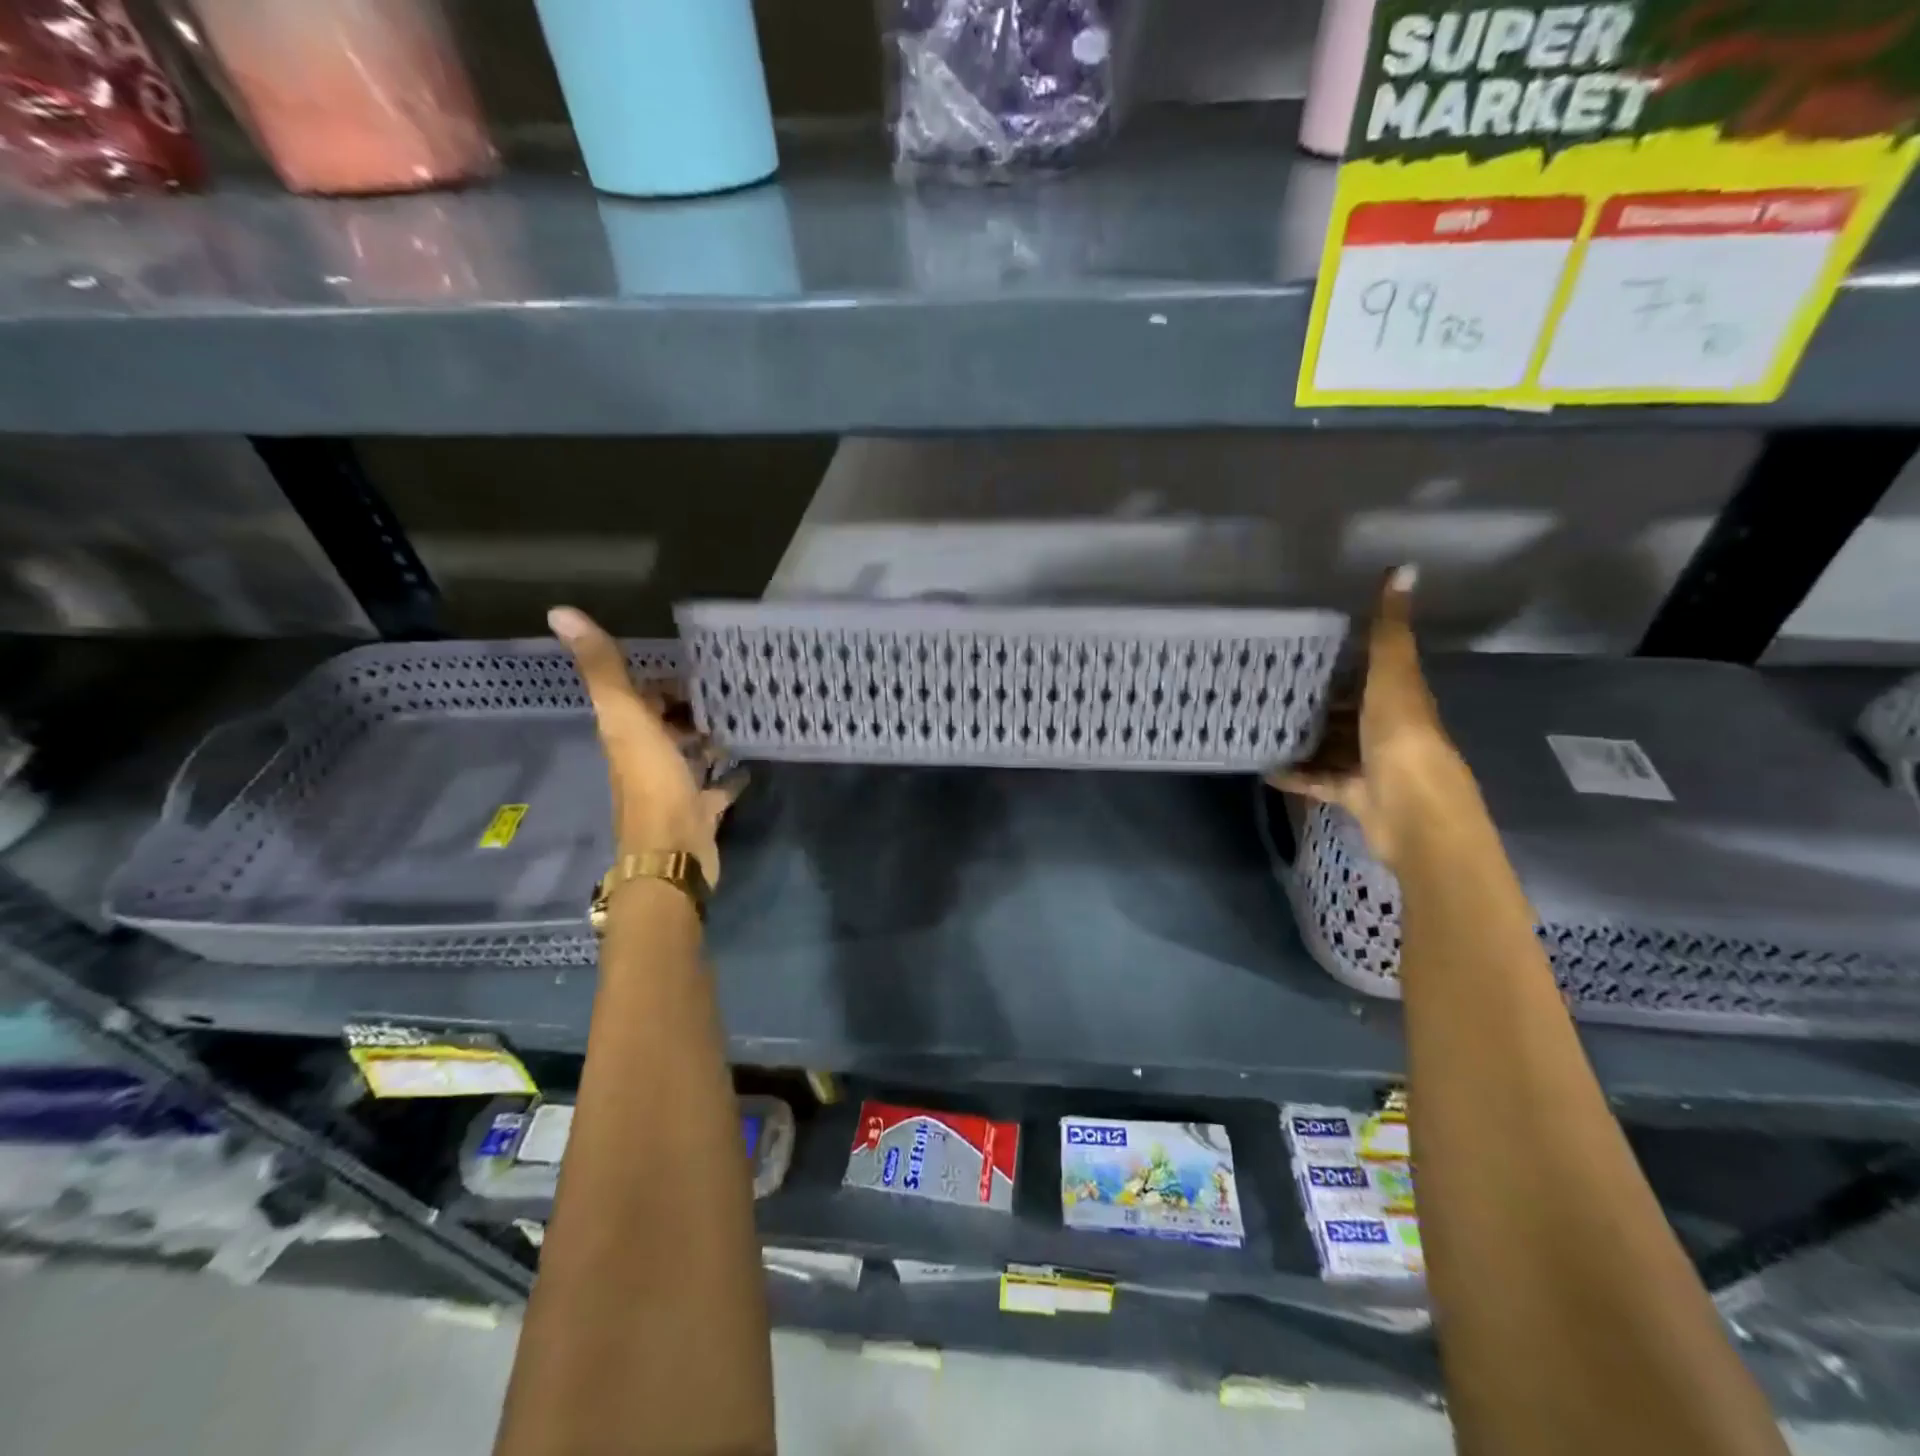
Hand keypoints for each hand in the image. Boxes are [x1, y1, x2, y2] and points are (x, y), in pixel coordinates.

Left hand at [550, 606, 744, 886]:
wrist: (673, 853)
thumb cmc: (653, 785)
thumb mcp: (626, 719)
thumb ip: (603, 669)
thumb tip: (559, 612)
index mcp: (627, 736)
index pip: (639, 699)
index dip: (660, 682)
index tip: (694, 666)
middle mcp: (646, 760)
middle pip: (665, 726)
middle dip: (688, 707)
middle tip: (726, 689)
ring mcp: (674, 789)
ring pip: (689, 755)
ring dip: (707, 738)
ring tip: (741, 718)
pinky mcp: (700, 812)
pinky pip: (716, 788)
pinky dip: (729, 775)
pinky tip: (748, 765)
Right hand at [1267, 566, 1467, 869]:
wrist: (1413, 812)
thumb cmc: (1402, 737)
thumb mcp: (1393, 676)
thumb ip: (1390, 630)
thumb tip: (1404, 567)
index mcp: (1401, 699)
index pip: (1373, 672)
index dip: (1345, 659)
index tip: (1304, 647)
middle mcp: (1388, 730)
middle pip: (1349, 712)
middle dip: (1317, 702)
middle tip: (1269, 687)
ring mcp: (1373, 766)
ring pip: (1334, 747)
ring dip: (1304, 739)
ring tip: (1262, 725)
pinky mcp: (1355, 795)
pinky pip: (1319, 781)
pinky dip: (1296, 776)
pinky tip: (1265, 768)